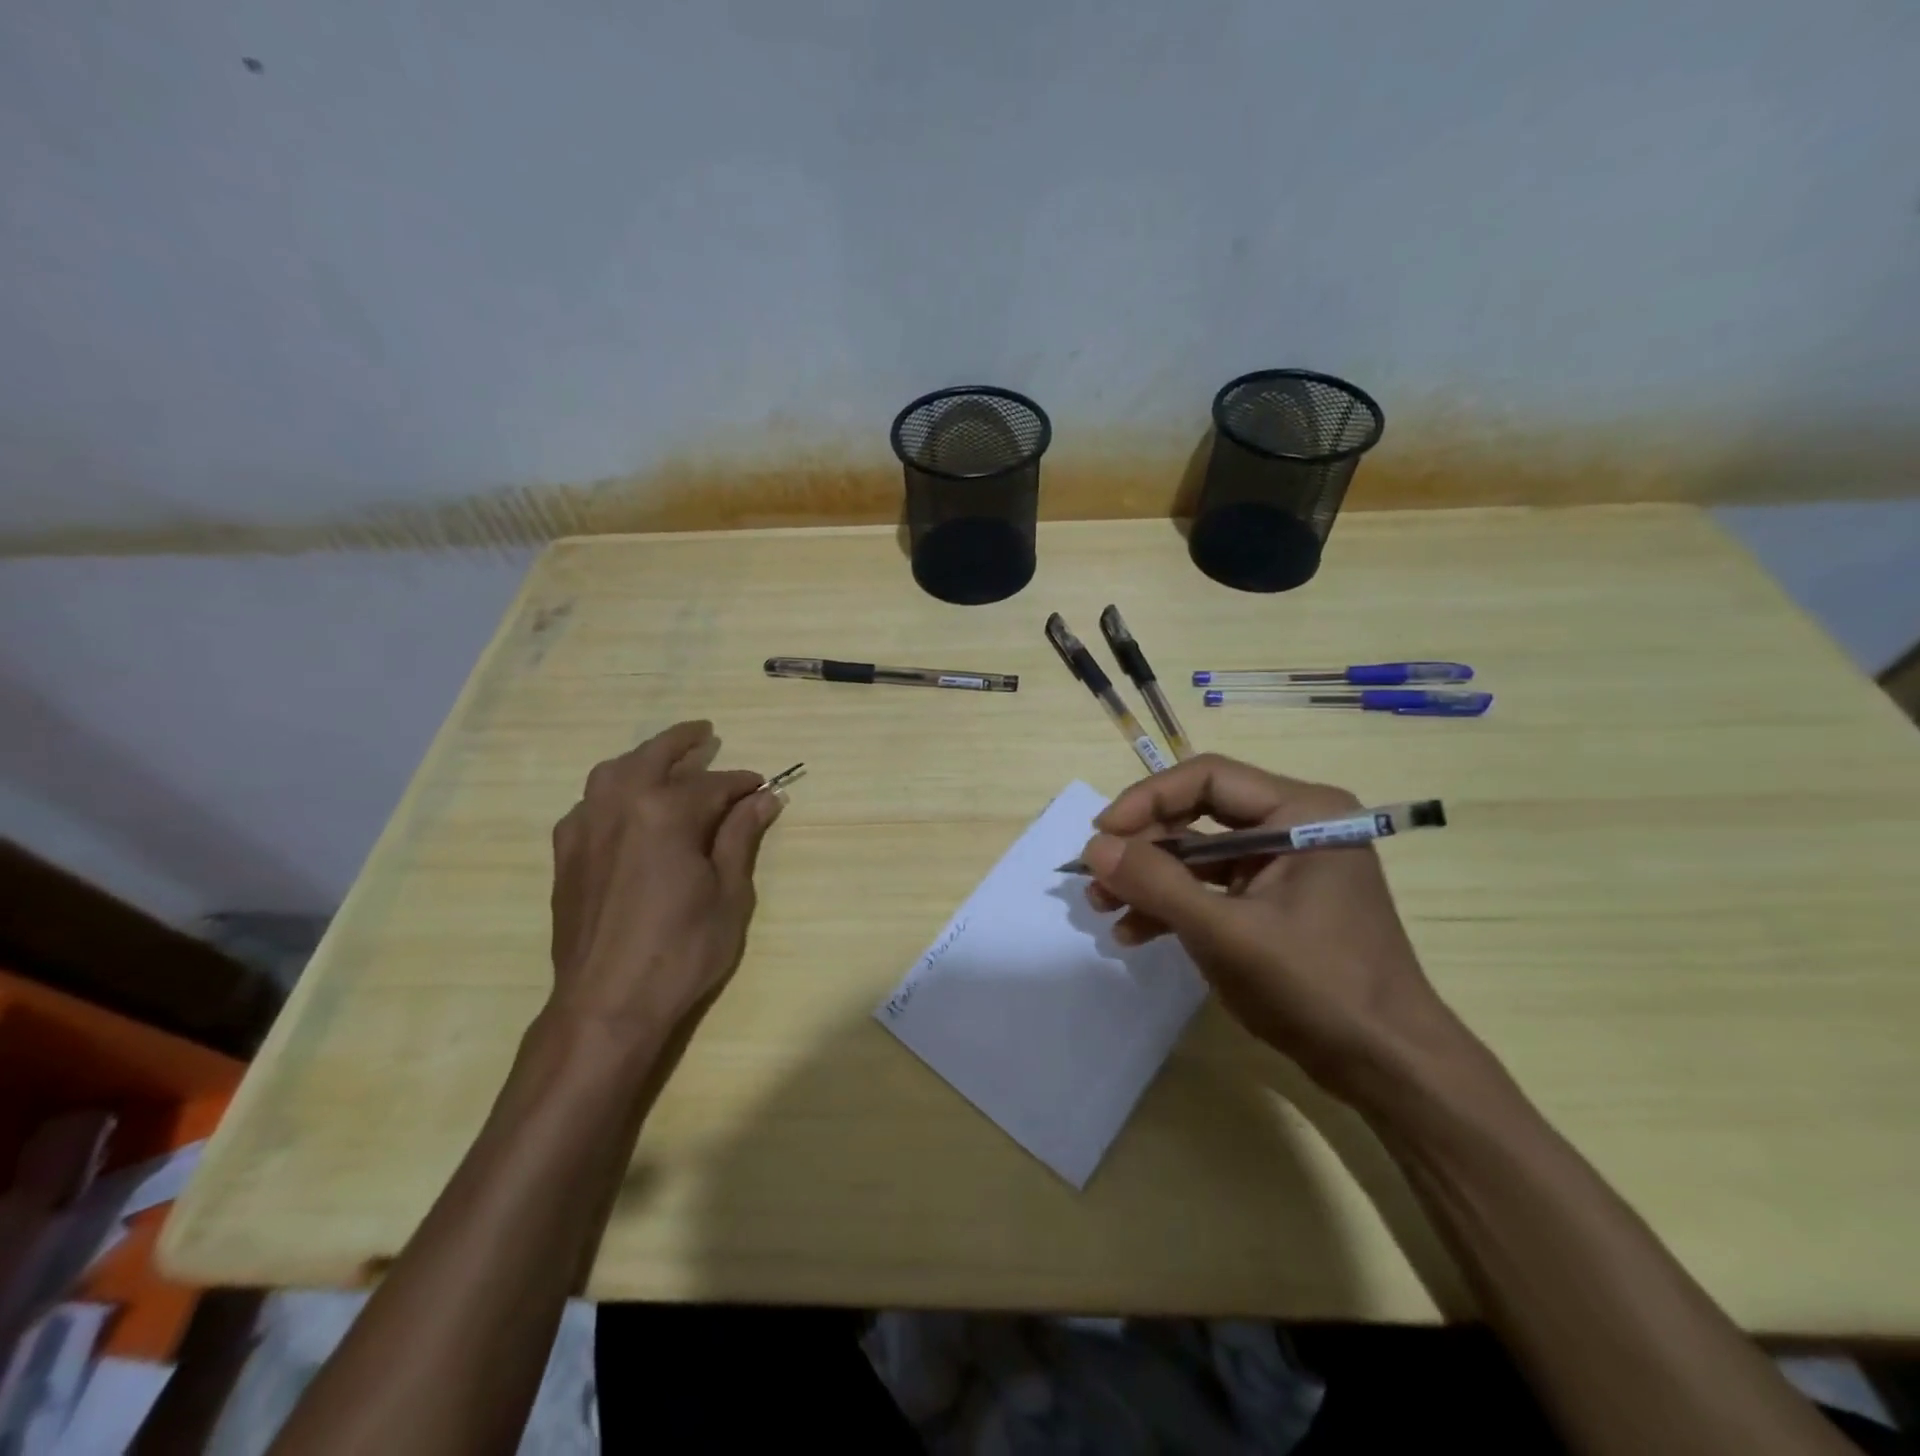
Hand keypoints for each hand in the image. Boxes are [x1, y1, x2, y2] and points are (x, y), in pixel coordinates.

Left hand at [548, 720, 781, 1045]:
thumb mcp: (729, 894)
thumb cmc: (681, 950)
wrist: (606, 1004)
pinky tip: (626, 804)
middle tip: (705, 732)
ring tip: (664, 757)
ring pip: (614, 772)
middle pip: (654, 757)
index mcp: (665, 812)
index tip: (763, 785)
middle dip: (684, 742)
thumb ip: (741, 837)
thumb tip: (764, 798)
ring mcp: (585, 826)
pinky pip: (589, 802)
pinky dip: (612, 790)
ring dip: (643, 758)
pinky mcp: (566, 852)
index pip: (714, 784)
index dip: (742, 783)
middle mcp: (619, 805)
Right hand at [1080, 754, 1458, 1100]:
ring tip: (1103, 909)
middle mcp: (1295, 826)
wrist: (1389, 1068)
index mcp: (1302, 812)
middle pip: (1198, 815)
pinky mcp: (1276, 903)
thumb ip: (1156, 884)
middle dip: (1144, 848)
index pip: (1207, 778)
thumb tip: (1093, 847)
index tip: (1102, 835)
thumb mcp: (1226, 933)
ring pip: (1199, 855)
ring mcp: (1285, 867)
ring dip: (1151, 880)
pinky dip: (1175, 906)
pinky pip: (1213, 889)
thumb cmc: (1317, 987)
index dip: (1147, 800)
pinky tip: (1135, 933)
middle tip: (1096, 878)